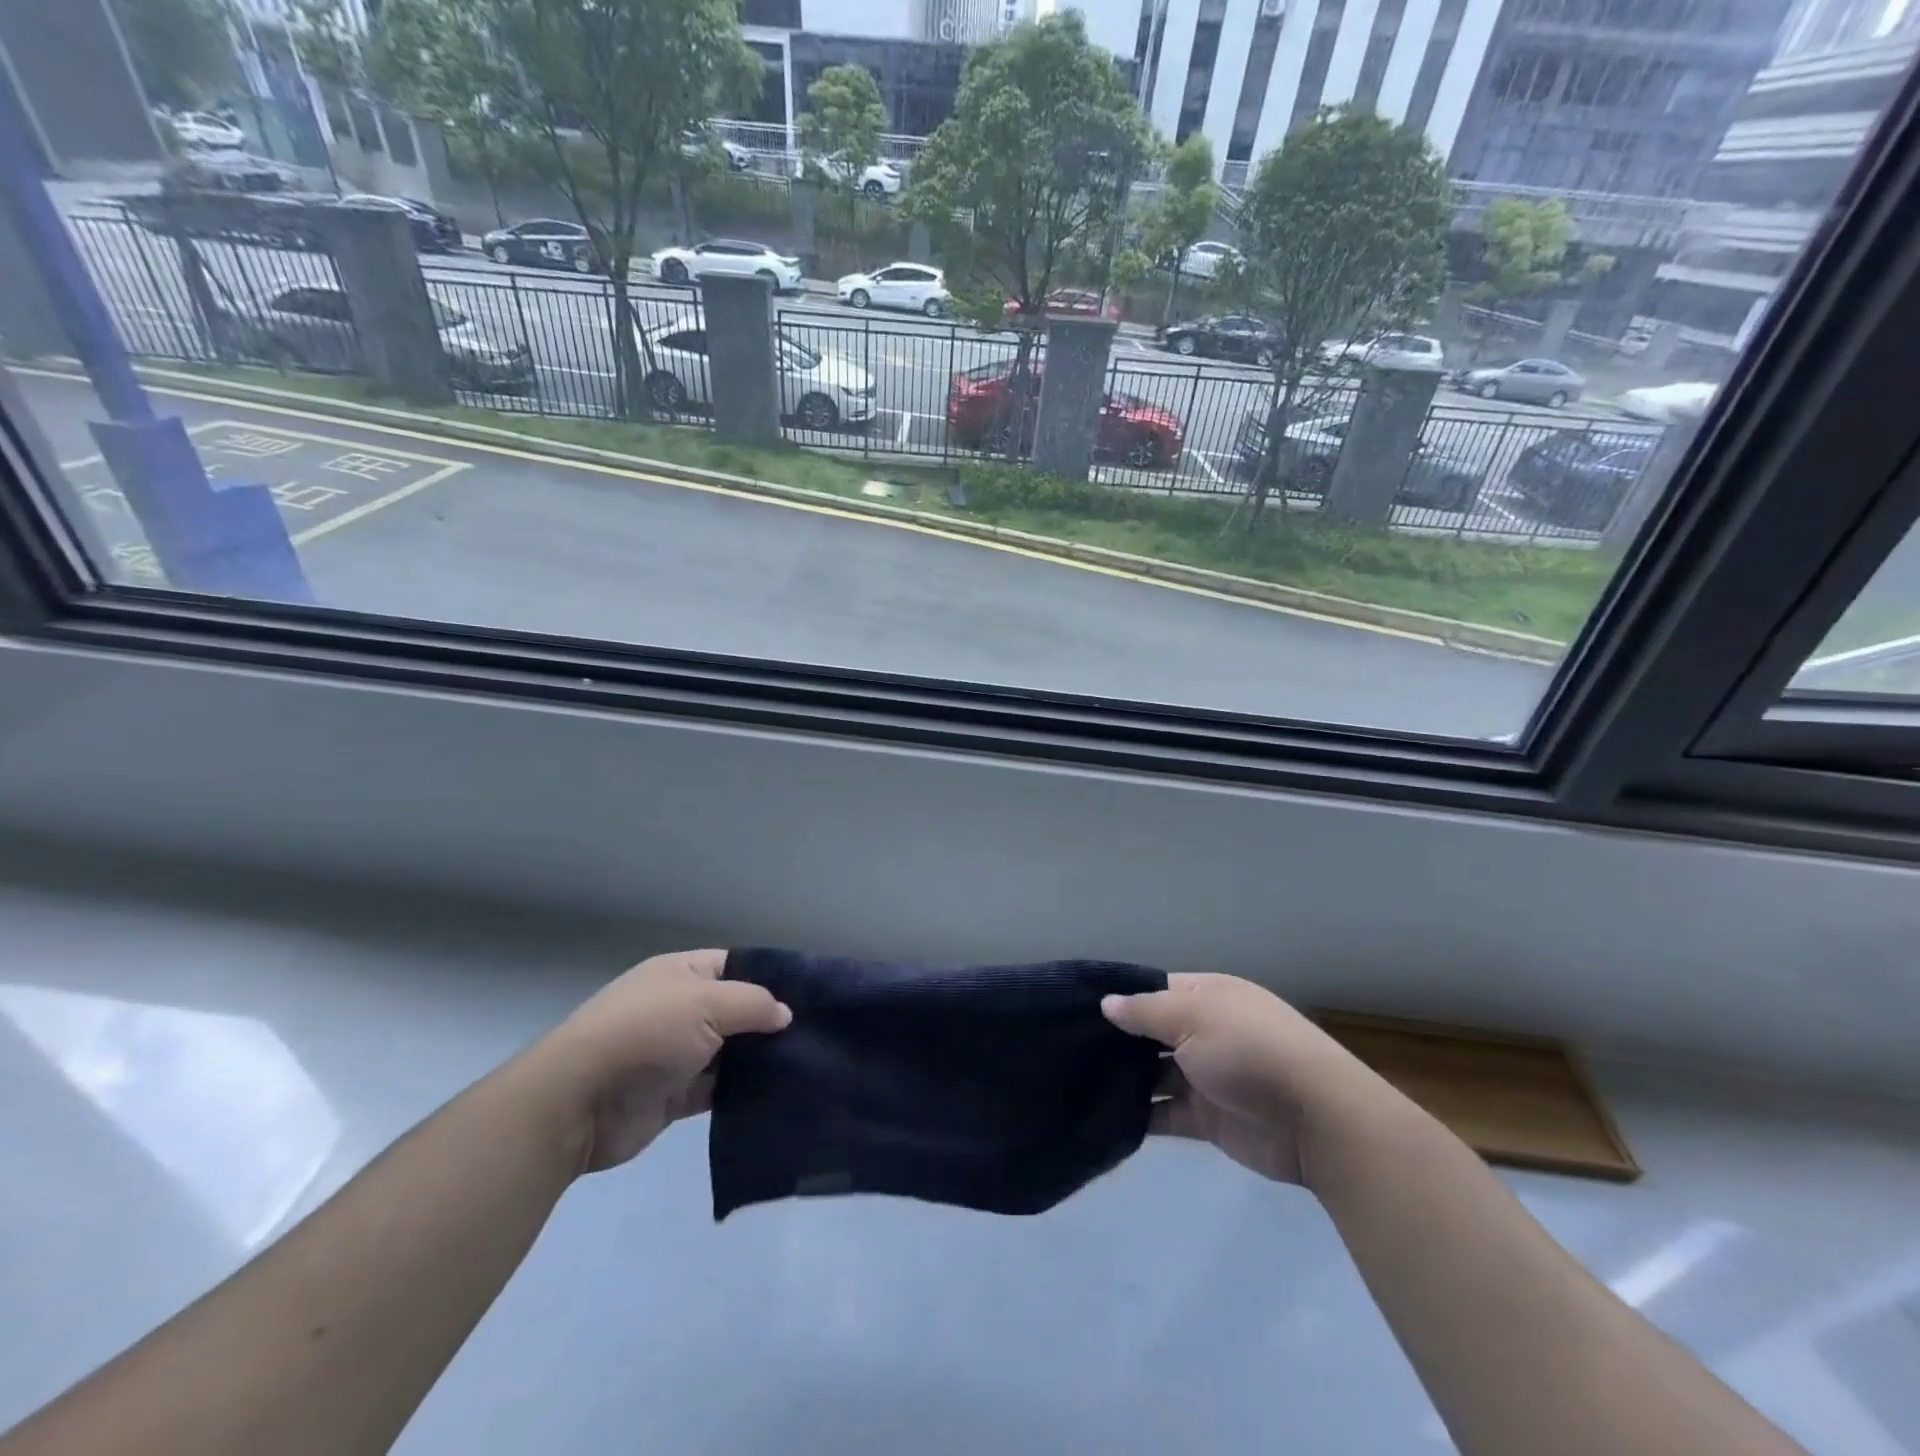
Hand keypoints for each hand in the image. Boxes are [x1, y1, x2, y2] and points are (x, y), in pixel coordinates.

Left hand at [535, 949, 790, 1173]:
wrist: (579, 1102)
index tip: (811, 993)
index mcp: (682, 973)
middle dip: (771, 1021)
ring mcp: (677, 1053)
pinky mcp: (675, 1095)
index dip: (771, 976)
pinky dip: (743, 1091)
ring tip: (809, 1064)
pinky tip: (779, 1093)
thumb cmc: (646, 1033)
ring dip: (760, 1059)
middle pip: (736, 1010)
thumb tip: (785, 1014)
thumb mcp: (706, 1003)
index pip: (737, 965)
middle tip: (817, 1033)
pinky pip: (719, 1088)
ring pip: (731, 1051)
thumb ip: (753, 1004)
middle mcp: (681, 1008)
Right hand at [1102, 973, 1379, 1187]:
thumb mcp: (1193, 1016)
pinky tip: (1103, 1115)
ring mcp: (1207, 1076)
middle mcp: (1205, 1031)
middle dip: (1116, 1040)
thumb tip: (1106, 1003)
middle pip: (1151, 1032)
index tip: (1076, 1007)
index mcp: (1208, 996)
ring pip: (1154, 1073)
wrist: (1314, 1119)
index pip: (1154, 990)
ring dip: (1124, 1079)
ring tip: (1075, 1080)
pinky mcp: (1208, 1119)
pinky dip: (1140, 1116)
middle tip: (1066, 1047)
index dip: (1120, 997)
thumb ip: (1145, 1011)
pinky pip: (1165, 1113)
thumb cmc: (1249, 1049)